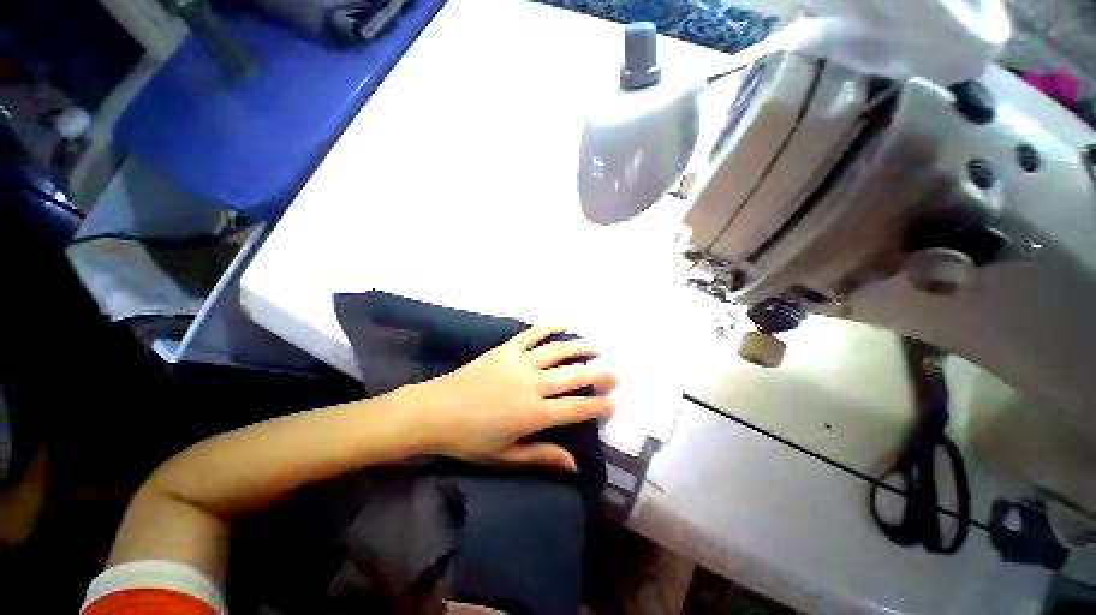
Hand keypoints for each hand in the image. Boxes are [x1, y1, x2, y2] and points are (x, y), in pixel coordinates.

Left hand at [404, 326, 617, 471]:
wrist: (435, 411)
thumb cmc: (469, 439)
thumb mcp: (506, 456)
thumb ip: (542, 456)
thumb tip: (575, 464)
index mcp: (534, 414)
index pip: (576, 408)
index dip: (598, 405)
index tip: (614, 402)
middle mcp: (532, 384)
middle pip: (573, 376)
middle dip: (598, 375)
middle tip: (614, 374)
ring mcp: (519, 362)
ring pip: (557, 351)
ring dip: (580, 348)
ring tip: (596, 347)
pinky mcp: (506, 349)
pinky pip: (532, 334)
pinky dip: (549, 327)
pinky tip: (563, 324)